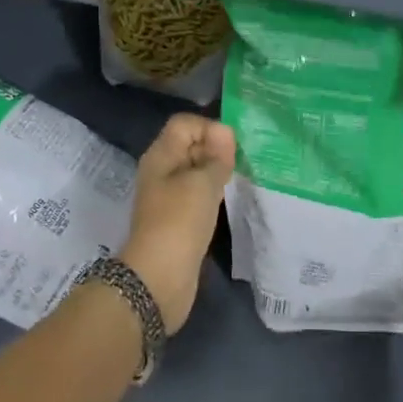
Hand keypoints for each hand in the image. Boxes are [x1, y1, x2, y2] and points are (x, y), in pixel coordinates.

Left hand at [120, 114, 235, 333]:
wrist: (160, 277)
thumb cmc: (180, 221)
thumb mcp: (202, 183)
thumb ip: (217, 156)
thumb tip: (225, 133)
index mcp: (161, 155)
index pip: (185, 124)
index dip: (210, 128)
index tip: (232, 148)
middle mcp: (162, 171)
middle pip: (190, 145)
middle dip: (217, 149)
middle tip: (242, 163)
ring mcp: (169, 196)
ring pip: (196, 171)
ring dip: (217, 173)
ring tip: (240, 179)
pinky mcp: (179, 219)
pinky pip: (198, 194)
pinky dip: (214, 194)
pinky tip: (230, 201)